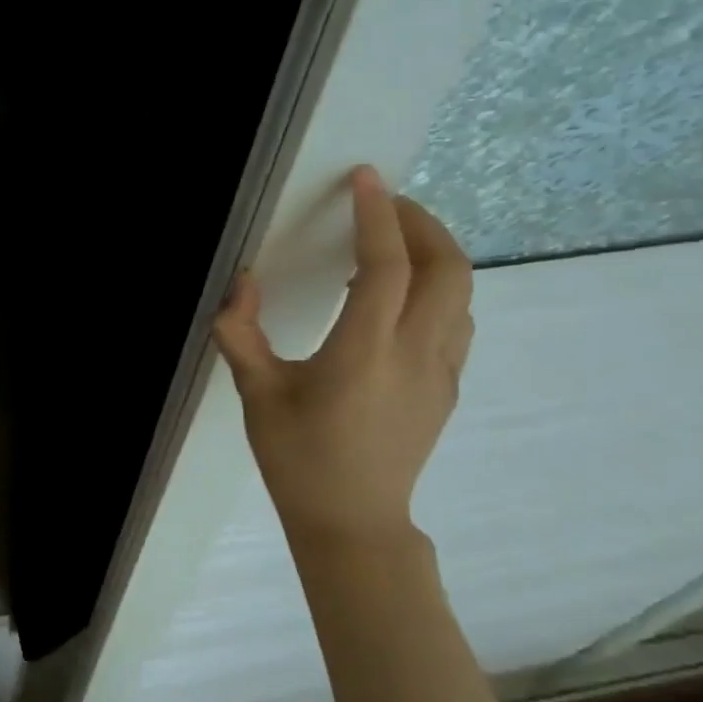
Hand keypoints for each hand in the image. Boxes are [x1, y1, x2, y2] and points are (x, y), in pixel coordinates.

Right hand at [213, 165, 473, 544]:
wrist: (353, 523)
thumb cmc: (298, 457)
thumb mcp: (256, 393)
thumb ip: (241, 332)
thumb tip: (241, 281)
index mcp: (364, 354)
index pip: (387, 267)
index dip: (377, 216)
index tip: (365, 178)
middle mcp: (415, 355)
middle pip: (447, 269)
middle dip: (421, 223)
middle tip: (382, 203)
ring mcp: (440, 372)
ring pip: (461, 293)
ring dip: (434, 252)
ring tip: (393, 240)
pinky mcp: (447, 387)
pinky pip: (456, 320)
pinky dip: (437, 287)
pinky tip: (401, 294)